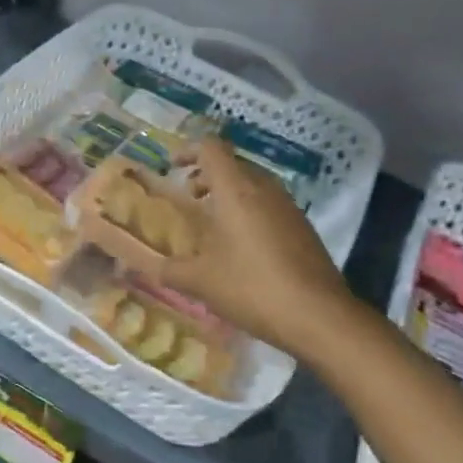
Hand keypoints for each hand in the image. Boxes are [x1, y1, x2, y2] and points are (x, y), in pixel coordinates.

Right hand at [162, 137, 354, 355]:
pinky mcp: (303, 226)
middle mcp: (264, 188)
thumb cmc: (253, 288)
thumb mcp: (201, 282)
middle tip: (189, 197)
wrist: (319, 316)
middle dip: (207, 174)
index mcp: (236, 189)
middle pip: (232, 163)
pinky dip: (250, 209)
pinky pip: (269, 203)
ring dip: (230, 192)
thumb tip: (144, 265)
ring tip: (213, 222)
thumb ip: (168, 269)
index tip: (172, 167)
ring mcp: (288, 206)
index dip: (188, 150)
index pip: (211, 147)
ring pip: (253, 183)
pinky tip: (242, 245)